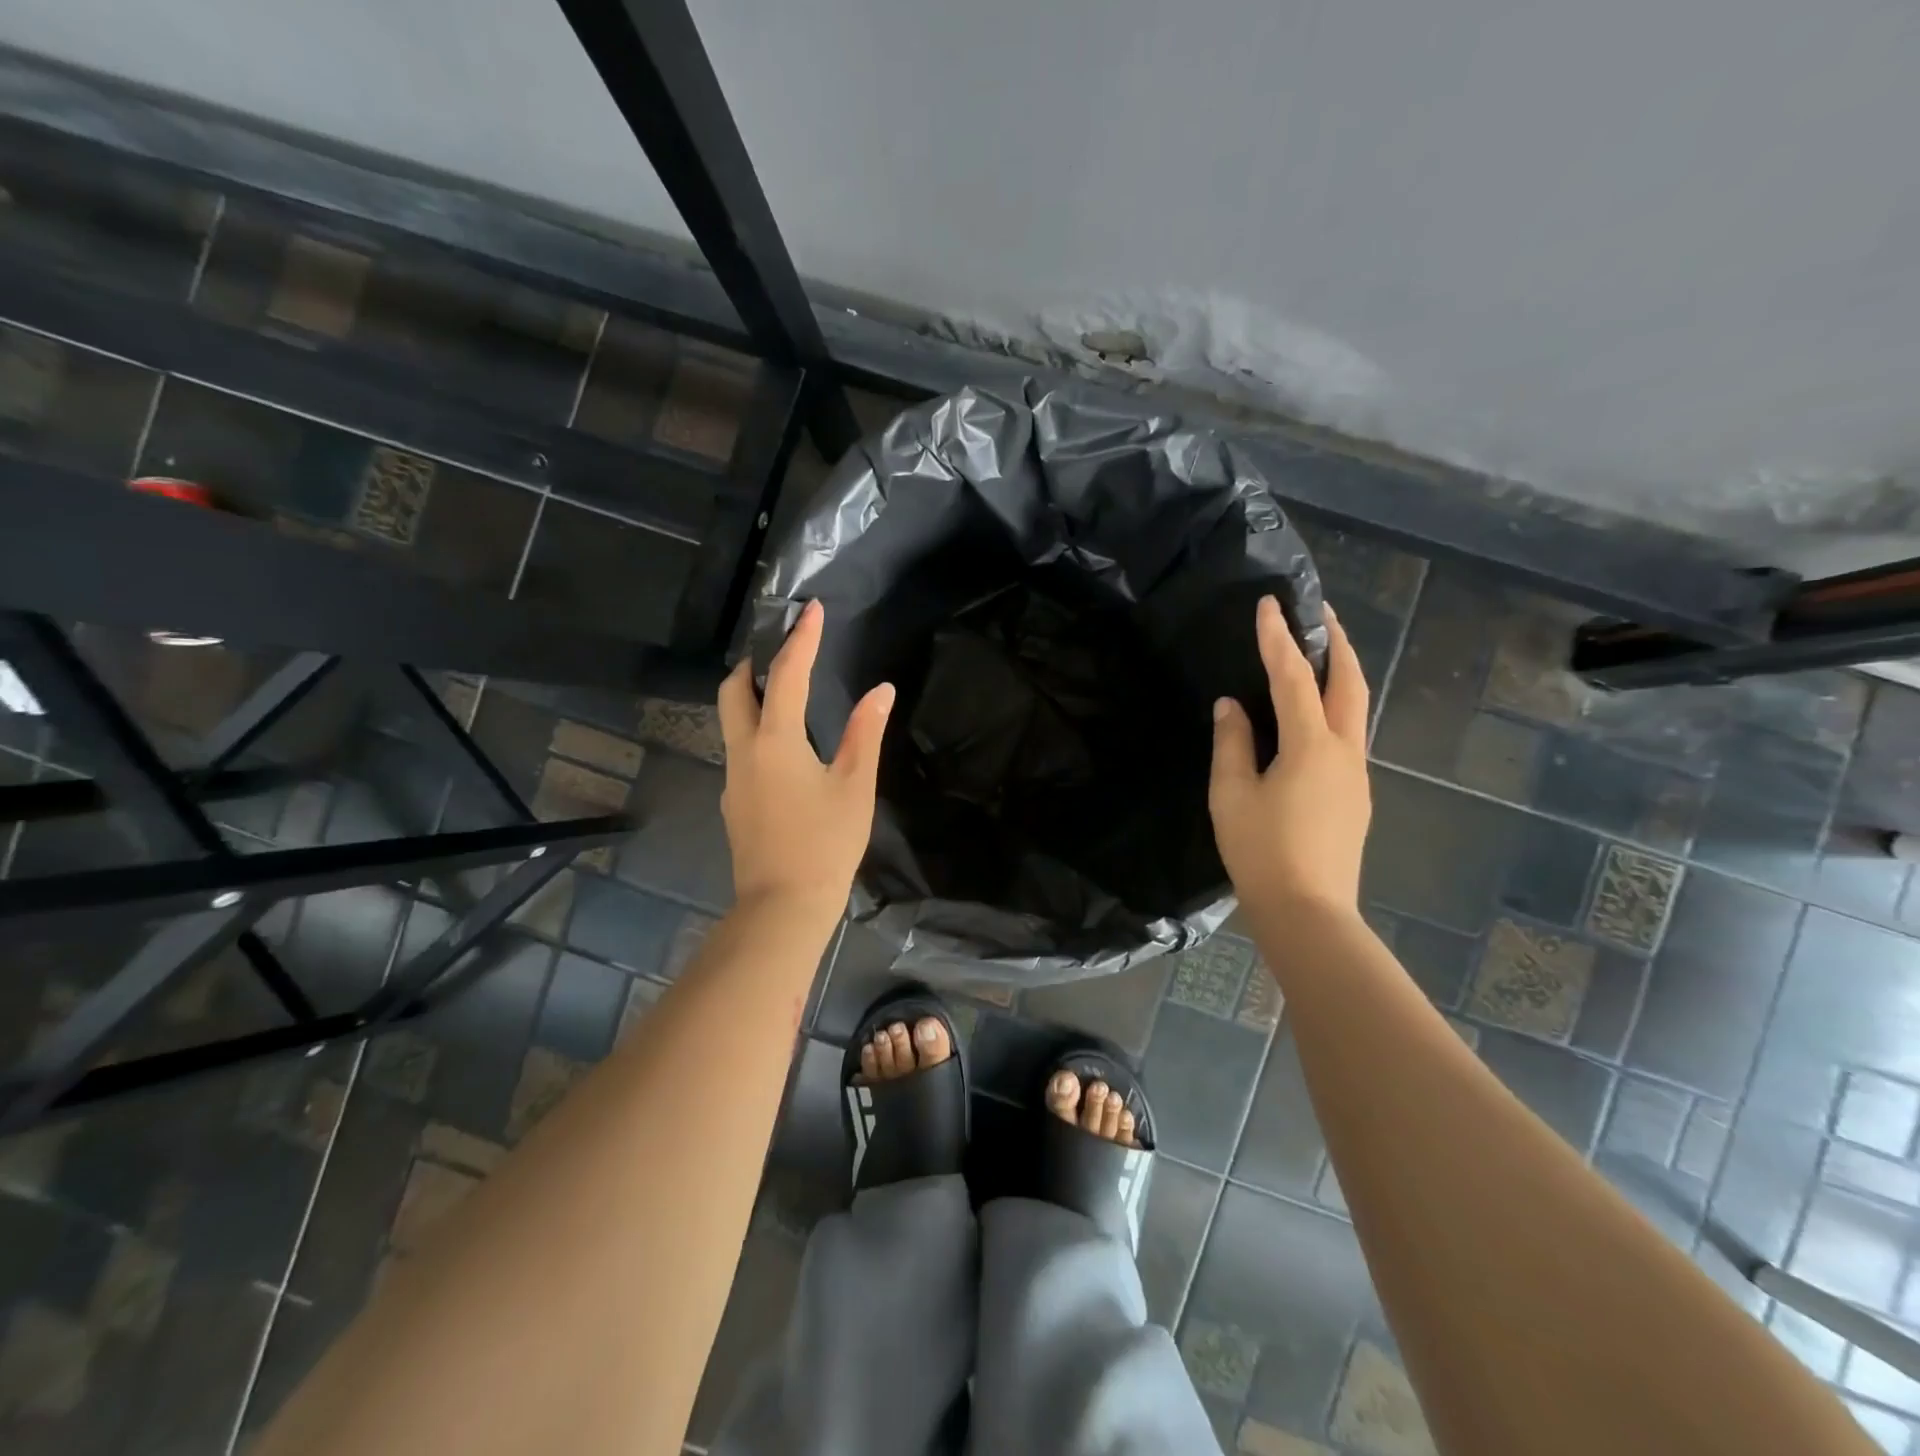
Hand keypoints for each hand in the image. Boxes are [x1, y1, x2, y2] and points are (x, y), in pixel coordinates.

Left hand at [718, 599, 895, 920]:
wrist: (783, 905)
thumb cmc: (826, 843)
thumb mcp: (854, 786)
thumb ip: (864, 733)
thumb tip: (880, 691)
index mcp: (776, 741)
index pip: (786, 675)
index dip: (801, 639)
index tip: (811, 610)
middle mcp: (744, 751)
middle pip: (733, 691)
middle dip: (753, 663)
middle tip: (783, 653)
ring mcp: (733, 778)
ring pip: (730, 721)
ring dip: (751, 697)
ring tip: (786, 694)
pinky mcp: (734, 801)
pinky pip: (740, 750)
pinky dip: (756, 730)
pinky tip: (785, 750)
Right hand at [1209, 596, 1371, 920]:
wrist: (1309, 912)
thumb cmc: (1261, 852)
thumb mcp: (1232, 795)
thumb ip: (1232, 744)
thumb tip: (1231, 706)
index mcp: (1311, 746)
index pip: (1294, 677)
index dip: (1279, 639)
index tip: (1269, 605)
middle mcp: (1344, 751)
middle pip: (1350, 682)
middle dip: (1337, 642)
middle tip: (1321, 612)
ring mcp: (1356, 774)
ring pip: (1356, 708)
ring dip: (1342, 672)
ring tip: (1321, 651)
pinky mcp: (1355, 795)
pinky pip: (1349, 734)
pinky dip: (1336, 706)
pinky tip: (1316, 713)